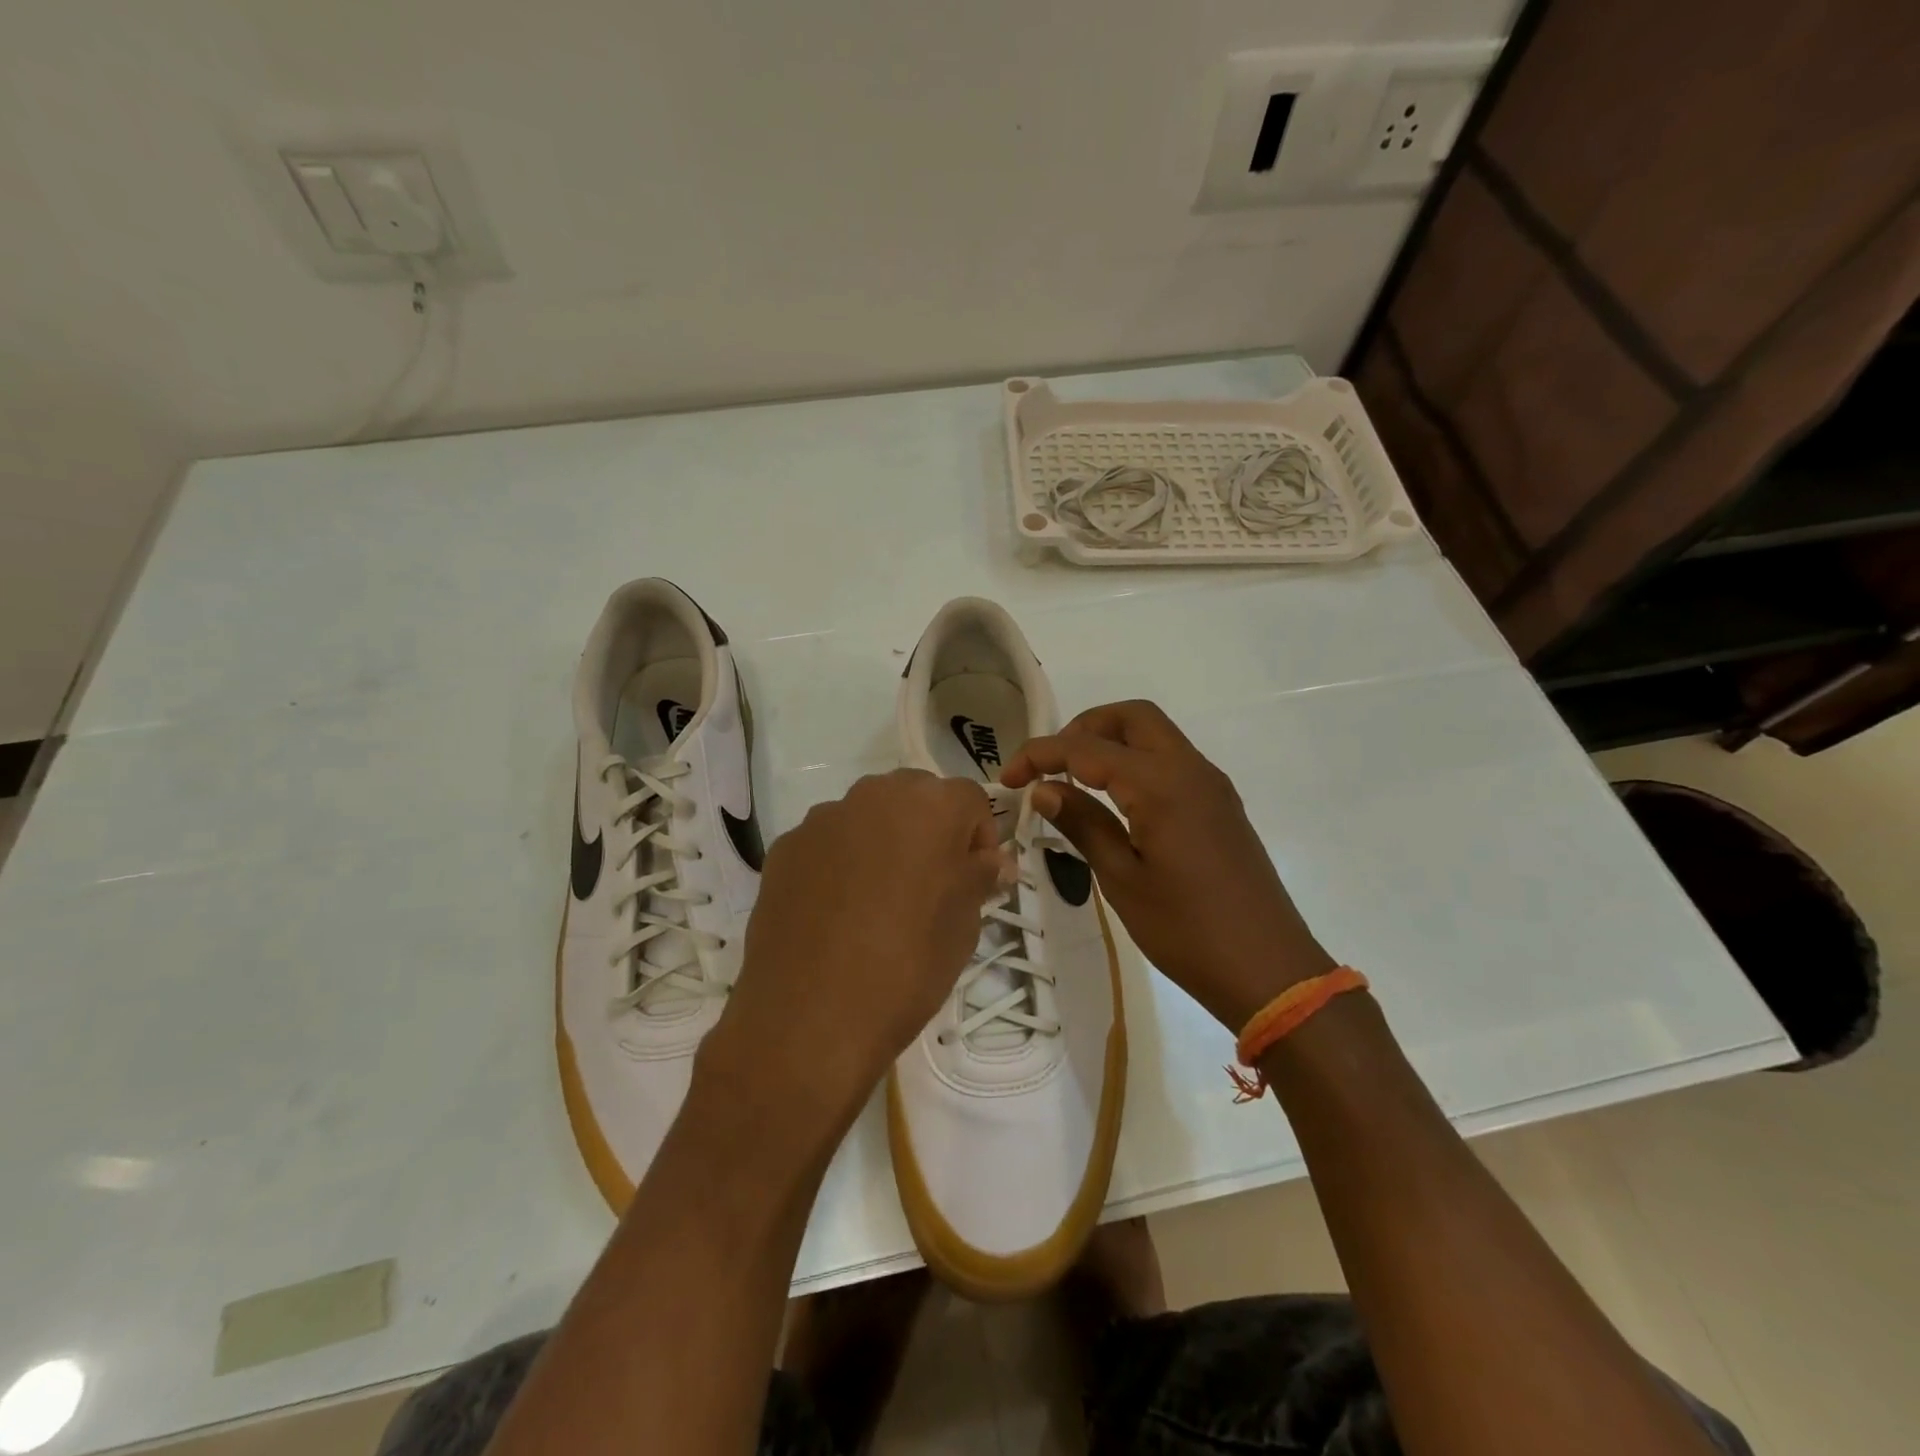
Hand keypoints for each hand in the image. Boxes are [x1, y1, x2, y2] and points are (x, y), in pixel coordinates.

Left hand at [699, 770, 1003, 1130]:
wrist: (810, 1016)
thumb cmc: (908, 964)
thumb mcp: (964, 924)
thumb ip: (981, 877)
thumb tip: (993, 861)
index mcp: (930, 805)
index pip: (970, 799)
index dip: (979, 838)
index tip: (975, 880)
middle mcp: (874, 795)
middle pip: (916, 796)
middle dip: (930, 829)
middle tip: (930, 885)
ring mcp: (823, 819)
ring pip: (868, 817)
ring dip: (882, 842)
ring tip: (877, 902)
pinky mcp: (785, 848)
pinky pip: (827, 843)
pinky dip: (840, 863)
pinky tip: (836, 913)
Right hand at [1000, 700, 1333, 1033]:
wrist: (1269, 971)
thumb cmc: (1187, 930)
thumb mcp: (1122, 879)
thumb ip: (1083, 823)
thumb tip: (1045, 788)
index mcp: (1161, 784)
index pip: (1087, 749)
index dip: (1041, 754)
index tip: (1009, 779)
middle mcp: (1190, 769)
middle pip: (1131, 718)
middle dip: (1083, 728)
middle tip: (1050, 765)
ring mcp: (1211, 786)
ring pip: (1155, 736)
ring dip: (1112, 743)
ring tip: (1074, 781)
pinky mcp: (1220, 806)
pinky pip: (1172, 762)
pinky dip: (1137, 763)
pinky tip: (1115, 801)